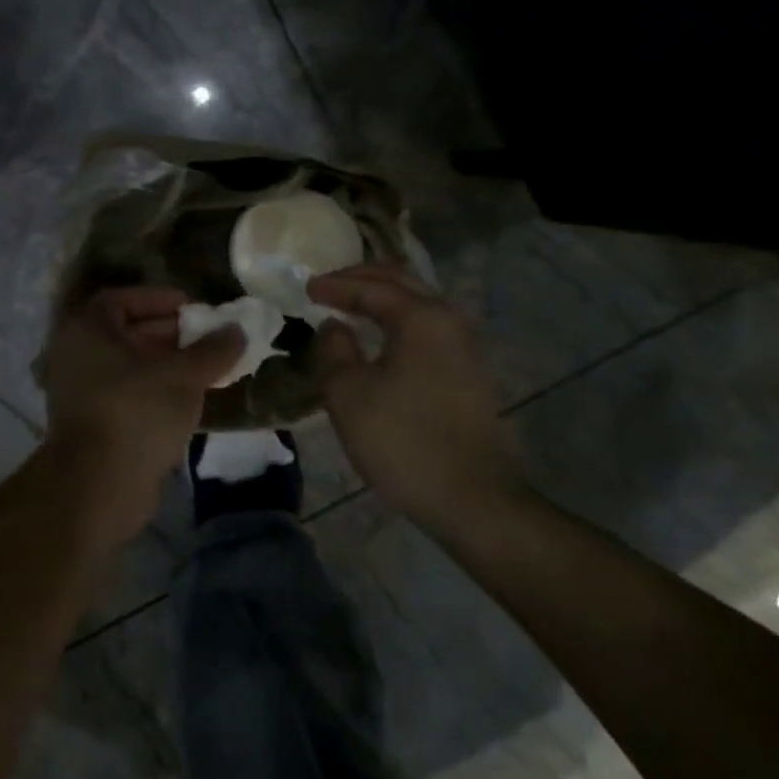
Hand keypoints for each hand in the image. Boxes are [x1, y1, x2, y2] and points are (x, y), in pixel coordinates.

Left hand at [37, 287, 244, 542]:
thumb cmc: (137, 412)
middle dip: (169, 334)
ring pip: (128, 366)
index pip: (122, 299)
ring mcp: (80, 391)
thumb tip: (237, 330)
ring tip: (205, 370)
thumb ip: (212, 350)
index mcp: (88, 329)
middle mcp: (76, 354)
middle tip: (206, 339)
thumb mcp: (183, 375)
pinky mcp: (90, 422)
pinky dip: (153, 390)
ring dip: (164, 364)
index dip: (159, 299)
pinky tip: (186, 400)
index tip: (193, 308)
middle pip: (126, 332)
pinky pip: (126, 393)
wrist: (98, 485)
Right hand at [309, 264, 524, 526]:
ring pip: (418, 303)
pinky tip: (380, 336)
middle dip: (362, 278)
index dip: (335, 286)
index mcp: (422, 318)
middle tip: (328, 285)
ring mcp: (464, 348)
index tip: (306, 289)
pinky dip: (397, 319)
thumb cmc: (403, 441)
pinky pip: (426, 327)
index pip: (372, 287)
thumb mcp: (348, 394)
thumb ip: (334, 350)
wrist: (473, 500)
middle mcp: (449, 321)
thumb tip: (335, 328)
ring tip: (351, 303)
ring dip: (382, 297)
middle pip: (402, 282)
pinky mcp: (468, 374)